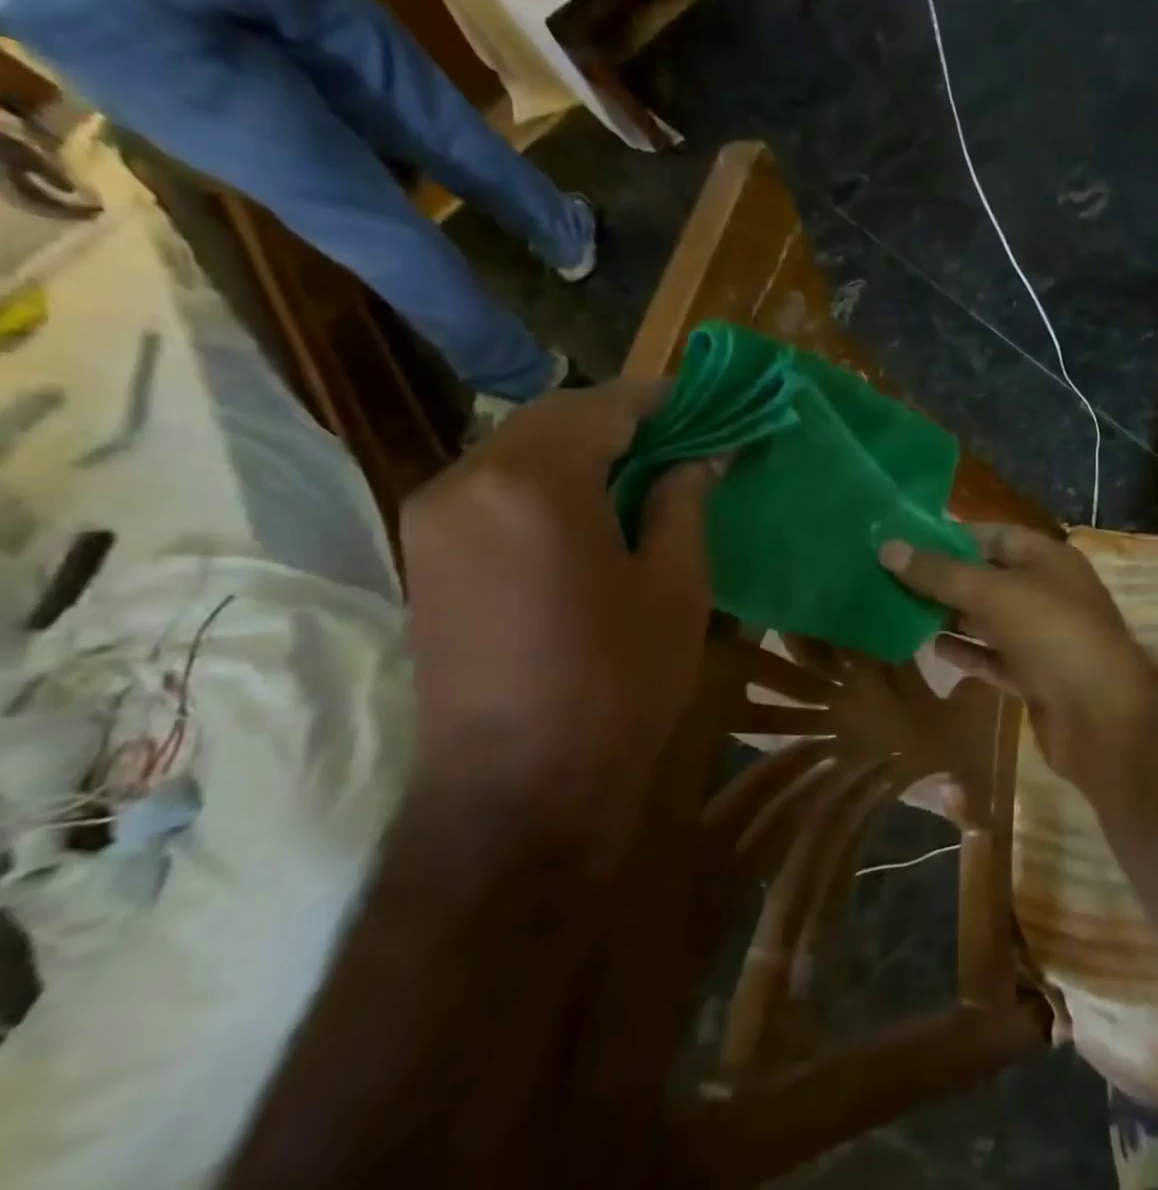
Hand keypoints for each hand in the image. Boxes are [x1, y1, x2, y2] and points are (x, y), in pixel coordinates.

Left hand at [401, 380, 719, 863]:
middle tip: (679, 441)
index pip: (604, 405)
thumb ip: (685, 502)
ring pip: (518, 448)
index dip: (659, 400)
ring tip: (640, 475)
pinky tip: (586, 511)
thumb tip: (699, 457)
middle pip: (553, 418)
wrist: (516, 789)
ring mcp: (433, 515)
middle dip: (619, 421)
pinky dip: (544, 480)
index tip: (702, 406)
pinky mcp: (423, 552)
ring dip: (580, 450)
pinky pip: (493, 486)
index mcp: (535, 480)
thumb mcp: (677, 586)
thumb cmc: (617, 682)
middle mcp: (468, 478)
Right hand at [879, 524, 1157, 796]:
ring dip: (950, 616)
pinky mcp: (1035, 676)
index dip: (949, 536)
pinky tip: (931, 648)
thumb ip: (940, 573)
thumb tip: (887, 547)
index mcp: (1047, 559)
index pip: (992, 534)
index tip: (904, 541)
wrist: (1103, 720)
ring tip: (900, 610)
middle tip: (890, 578)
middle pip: (986, 577)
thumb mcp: (993, 594)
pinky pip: (993, 656)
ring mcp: (1042, 636)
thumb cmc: (1053, 636)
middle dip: (943, 579)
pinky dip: (966, 652)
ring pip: (988, 619)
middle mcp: (1046, 592)